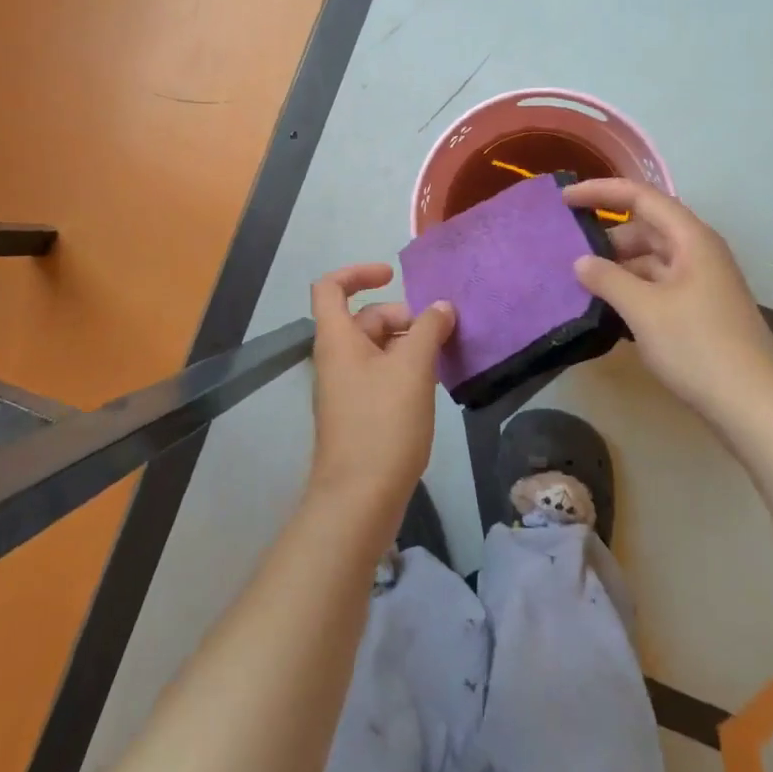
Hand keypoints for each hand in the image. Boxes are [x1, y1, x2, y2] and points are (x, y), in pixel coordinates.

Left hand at [307, 264, 455, 515]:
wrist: (359, 499)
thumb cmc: (382, 424)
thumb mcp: (413, 369)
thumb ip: (428, 330)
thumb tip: (442, 307)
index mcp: (337, 340)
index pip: (331, 287)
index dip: (359, 272)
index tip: (393, 277)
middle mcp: (335, 359)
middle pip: (363, 318)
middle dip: (400, 315)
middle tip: (437, 331)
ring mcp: (345, 389)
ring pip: (375, 348)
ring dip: (406, 343)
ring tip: (441, 356)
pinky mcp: (357, 414)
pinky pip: (379, 375)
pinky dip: (403, 369)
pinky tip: (430, 385)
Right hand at [564, 179, 772, 419]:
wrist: (756, 408)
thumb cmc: (699, 348)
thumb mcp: (645, 310)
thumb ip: (608, 279)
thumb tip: (581, 262)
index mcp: (690, 239)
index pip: (640, 197)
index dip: (600, 192)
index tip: (563, 199)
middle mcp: (697, 253)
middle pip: (645, 228)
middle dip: (606, 237)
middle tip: (567, 253)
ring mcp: (700, 284)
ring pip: (650, 261)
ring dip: (617, 268)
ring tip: (580, 284)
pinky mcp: (699, 312)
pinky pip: (657, 287)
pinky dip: (631, 291)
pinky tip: (607, 311)